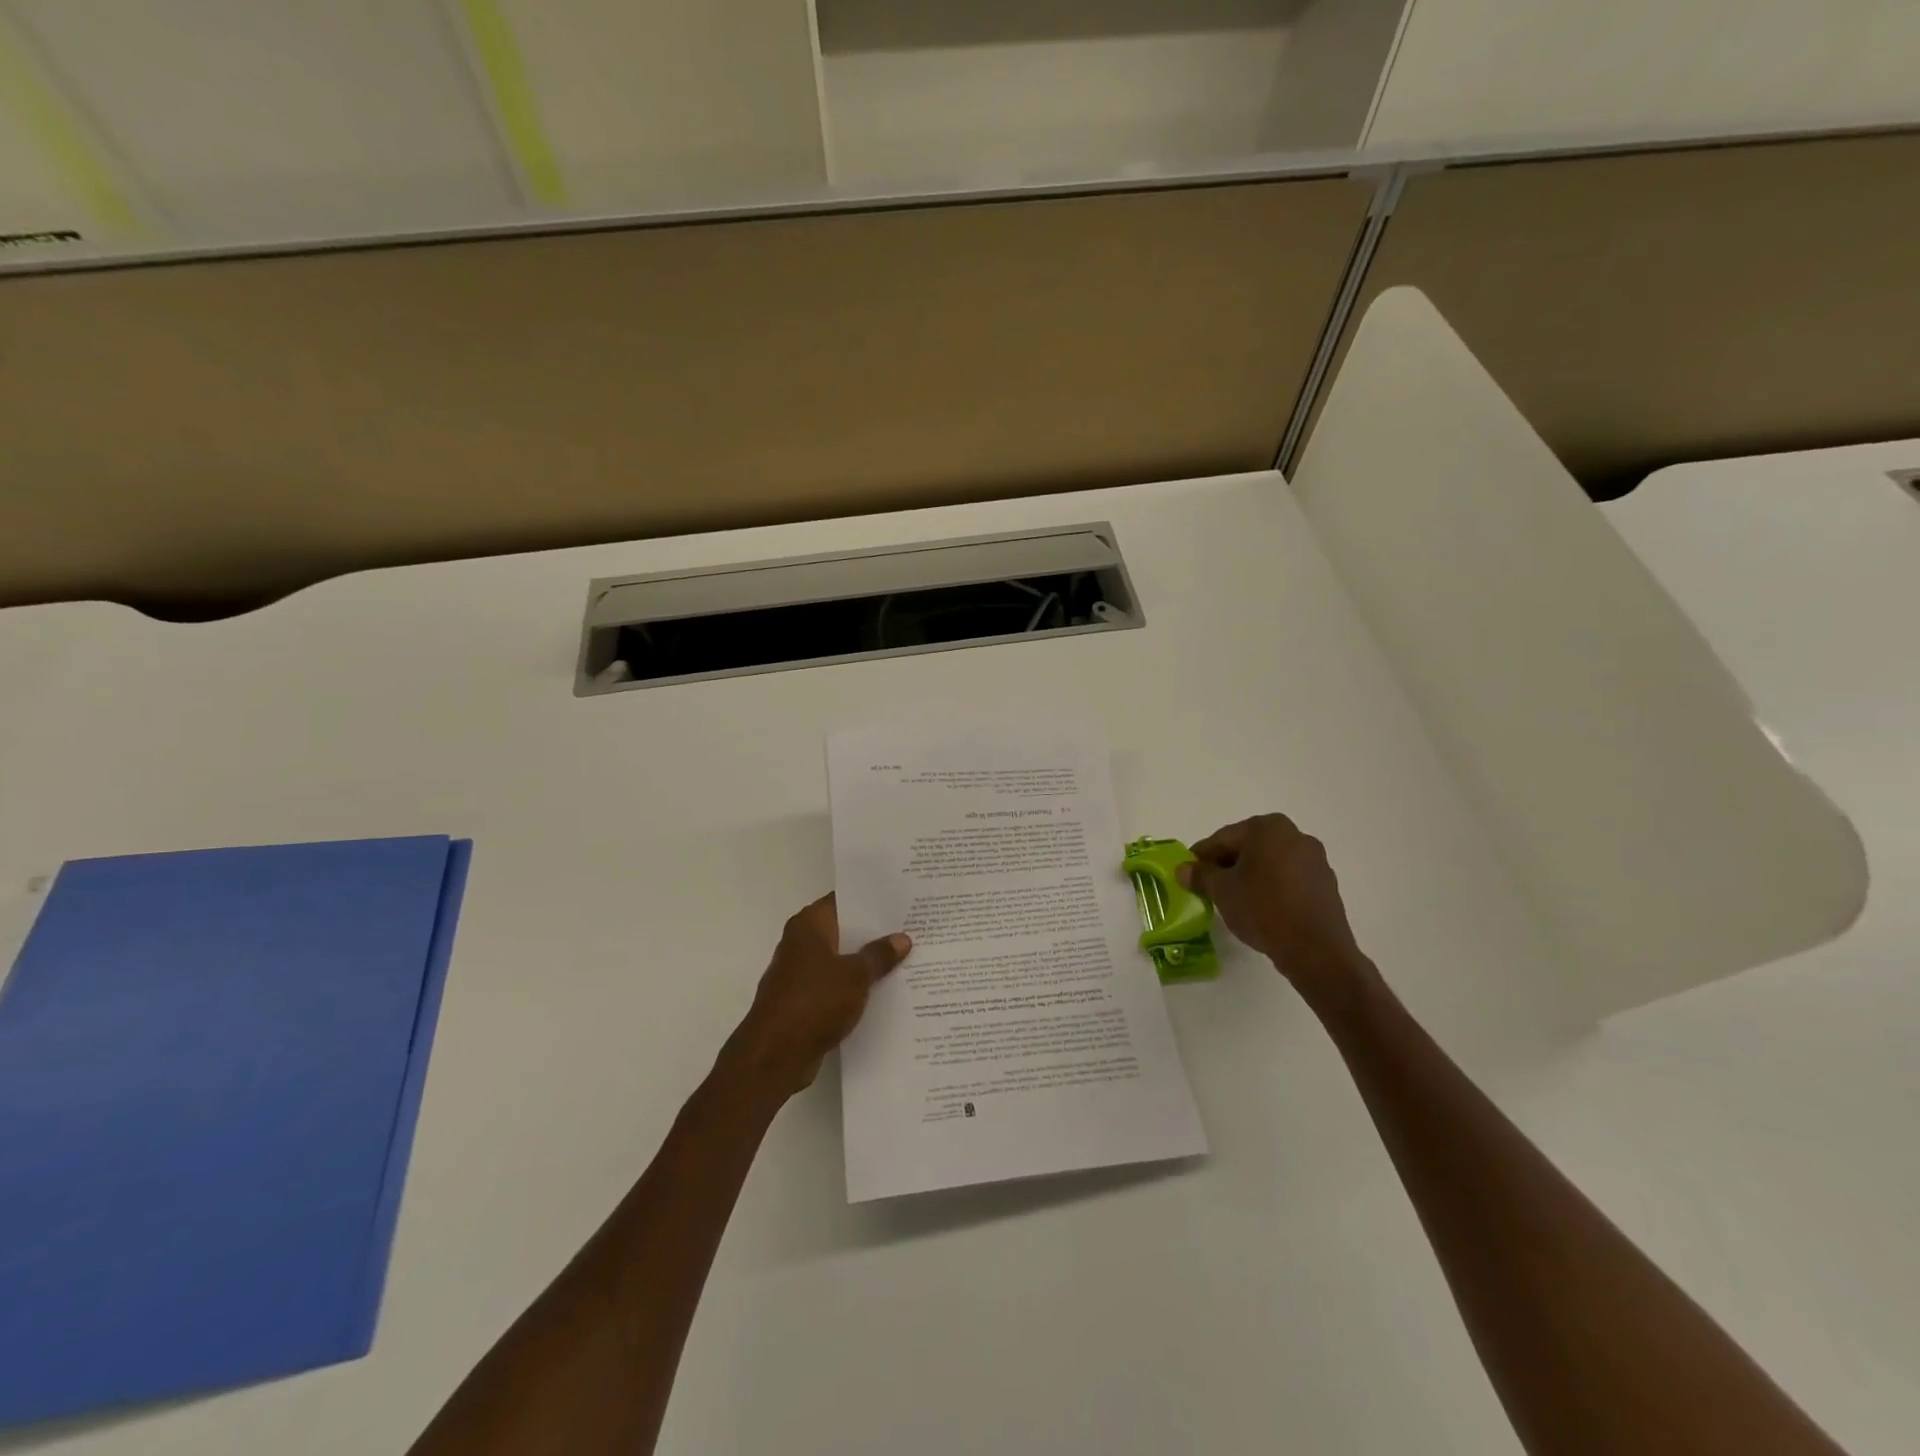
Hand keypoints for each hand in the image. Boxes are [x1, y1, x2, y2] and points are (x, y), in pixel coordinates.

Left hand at [721, 895, 910, 1099]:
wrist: (775, 1055)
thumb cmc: (814, 1001)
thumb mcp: (856, 975)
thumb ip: (879, 955)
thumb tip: (902, 938)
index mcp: (809, 925)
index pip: (844, 900)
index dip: (871, 900)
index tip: (900, 900)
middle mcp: (801, 943)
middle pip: (844, 930)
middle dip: (874, 932)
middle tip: (912, 928)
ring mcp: (801, 973)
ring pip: (841, 960)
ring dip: (866, 962)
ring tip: (906, 959)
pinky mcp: (803, 1001)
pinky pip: (836, 986)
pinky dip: (855, 988)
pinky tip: (885, 991)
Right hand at [1178, 814, 1372, 1008]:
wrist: (1315, 950)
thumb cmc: (1263, 909)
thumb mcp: (1222, 891)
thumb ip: (1200, 875)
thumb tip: (1183, 869)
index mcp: (1267, 828)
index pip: (1223, 838)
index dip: (1201, 857)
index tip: (1188, 873)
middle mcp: (1295, 834)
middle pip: (1248, 847)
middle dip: (1227, 865)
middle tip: (1208, 886)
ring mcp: (1315, 859)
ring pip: (1269, 863)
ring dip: (1250, 876)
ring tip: (1234, 900)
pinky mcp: (1325, 883)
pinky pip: (1288, 878)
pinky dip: (1272, 887)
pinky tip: (1261, 908)